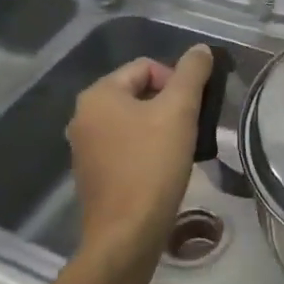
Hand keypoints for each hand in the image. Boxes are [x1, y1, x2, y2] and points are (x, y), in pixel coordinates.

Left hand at [67, 45, 214, 277]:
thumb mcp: (179, 111)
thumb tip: (200, 49)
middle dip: (169, 106)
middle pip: (138, 93)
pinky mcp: (92, 174)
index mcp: (98, 94)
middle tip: (191, 128)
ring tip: (182, 149)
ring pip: (133, 122)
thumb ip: (191, 74)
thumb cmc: (152, 165)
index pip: (146, 67)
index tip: (193, 109)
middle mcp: (83, 116)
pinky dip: (146, 151)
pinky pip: (125, 147)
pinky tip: (163, 170)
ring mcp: (84, 147)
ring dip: (160, 129)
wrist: (126, 234)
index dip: (176, 81)